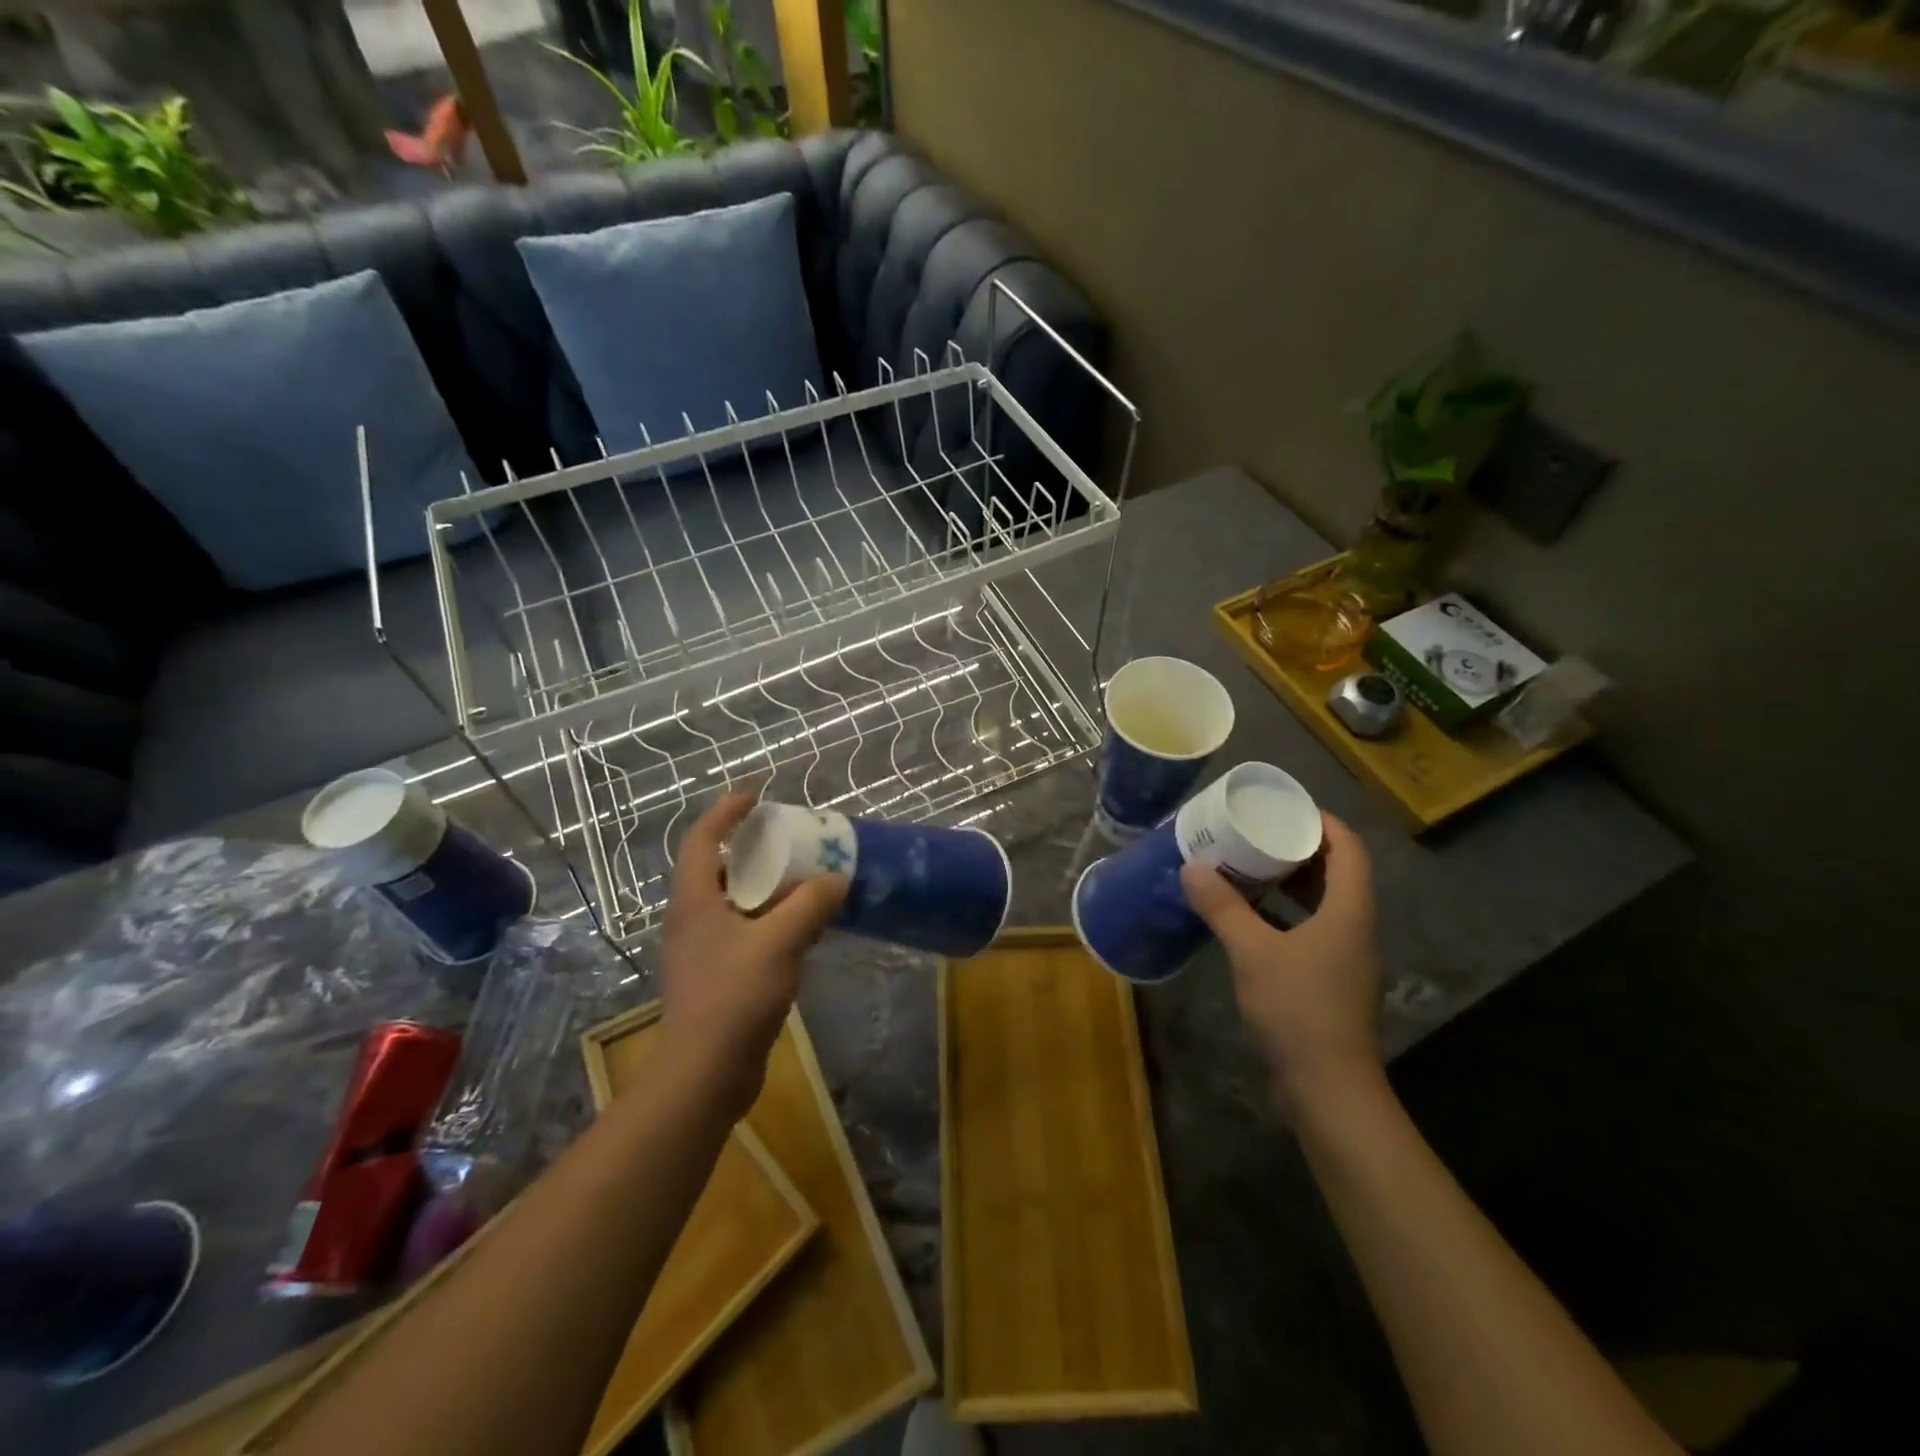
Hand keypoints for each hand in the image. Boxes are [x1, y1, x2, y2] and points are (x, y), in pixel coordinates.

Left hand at [657, 794, 847, 1109]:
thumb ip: (810, 905)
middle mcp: (691, 920)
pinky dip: (769, 923)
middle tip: (791, 844)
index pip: (702, 839)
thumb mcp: (779, 941)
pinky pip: (743, 935)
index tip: (755, 797)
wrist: (705, 1073)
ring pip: (733, 905)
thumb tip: (836, 879)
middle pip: (719, 870)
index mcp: (694, 900)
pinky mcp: (715, 979)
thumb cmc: (734, 996)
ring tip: (804, 885)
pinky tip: (800, 933)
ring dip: (765, 891)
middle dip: (753, 853)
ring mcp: (700, 952)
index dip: (725, 813)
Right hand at [1179, 813, 1382, 1113]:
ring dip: (1288, 884)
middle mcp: (1354, 929)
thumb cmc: (1298, 1009)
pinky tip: (1247, 919)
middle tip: (1256, 833)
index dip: (1324, 823)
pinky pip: (1309, 931)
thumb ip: (1222, 907)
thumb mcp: (1252, 951)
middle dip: (1299, 849)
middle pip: (1337, 874)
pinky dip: (1282, 916)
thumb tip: (1192, 866)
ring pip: (1322, 905)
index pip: (1350, 850)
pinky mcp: (1328, 982)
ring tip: (1247, 868)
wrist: (1328, 1089)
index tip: (1286, 808)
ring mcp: (1343, 959)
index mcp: (1349, 912)